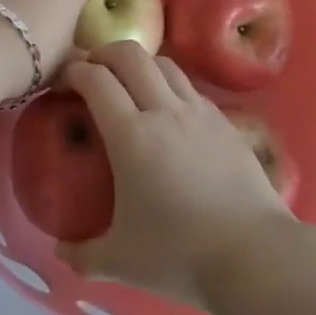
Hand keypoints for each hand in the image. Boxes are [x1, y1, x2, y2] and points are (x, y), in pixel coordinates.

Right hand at [58, 43, 290, 308]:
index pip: (96, 80)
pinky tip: (170, 113)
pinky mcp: (226, 123)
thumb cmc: (181, 255)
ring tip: (130, 84)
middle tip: (92, 71)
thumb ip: (83, 255)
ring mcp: (200, 113)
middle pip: (131, 55)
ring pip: (165, 64)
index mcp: (131, 135)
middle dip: (104, 53)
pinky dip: (171, 86)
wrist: (255, 253)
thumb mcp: (121, 261)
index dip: (73, 71)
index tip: (62, 81)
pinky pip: (191, 88)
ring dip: (140, 64)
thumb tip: (61, 252)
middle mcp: (164, 111)